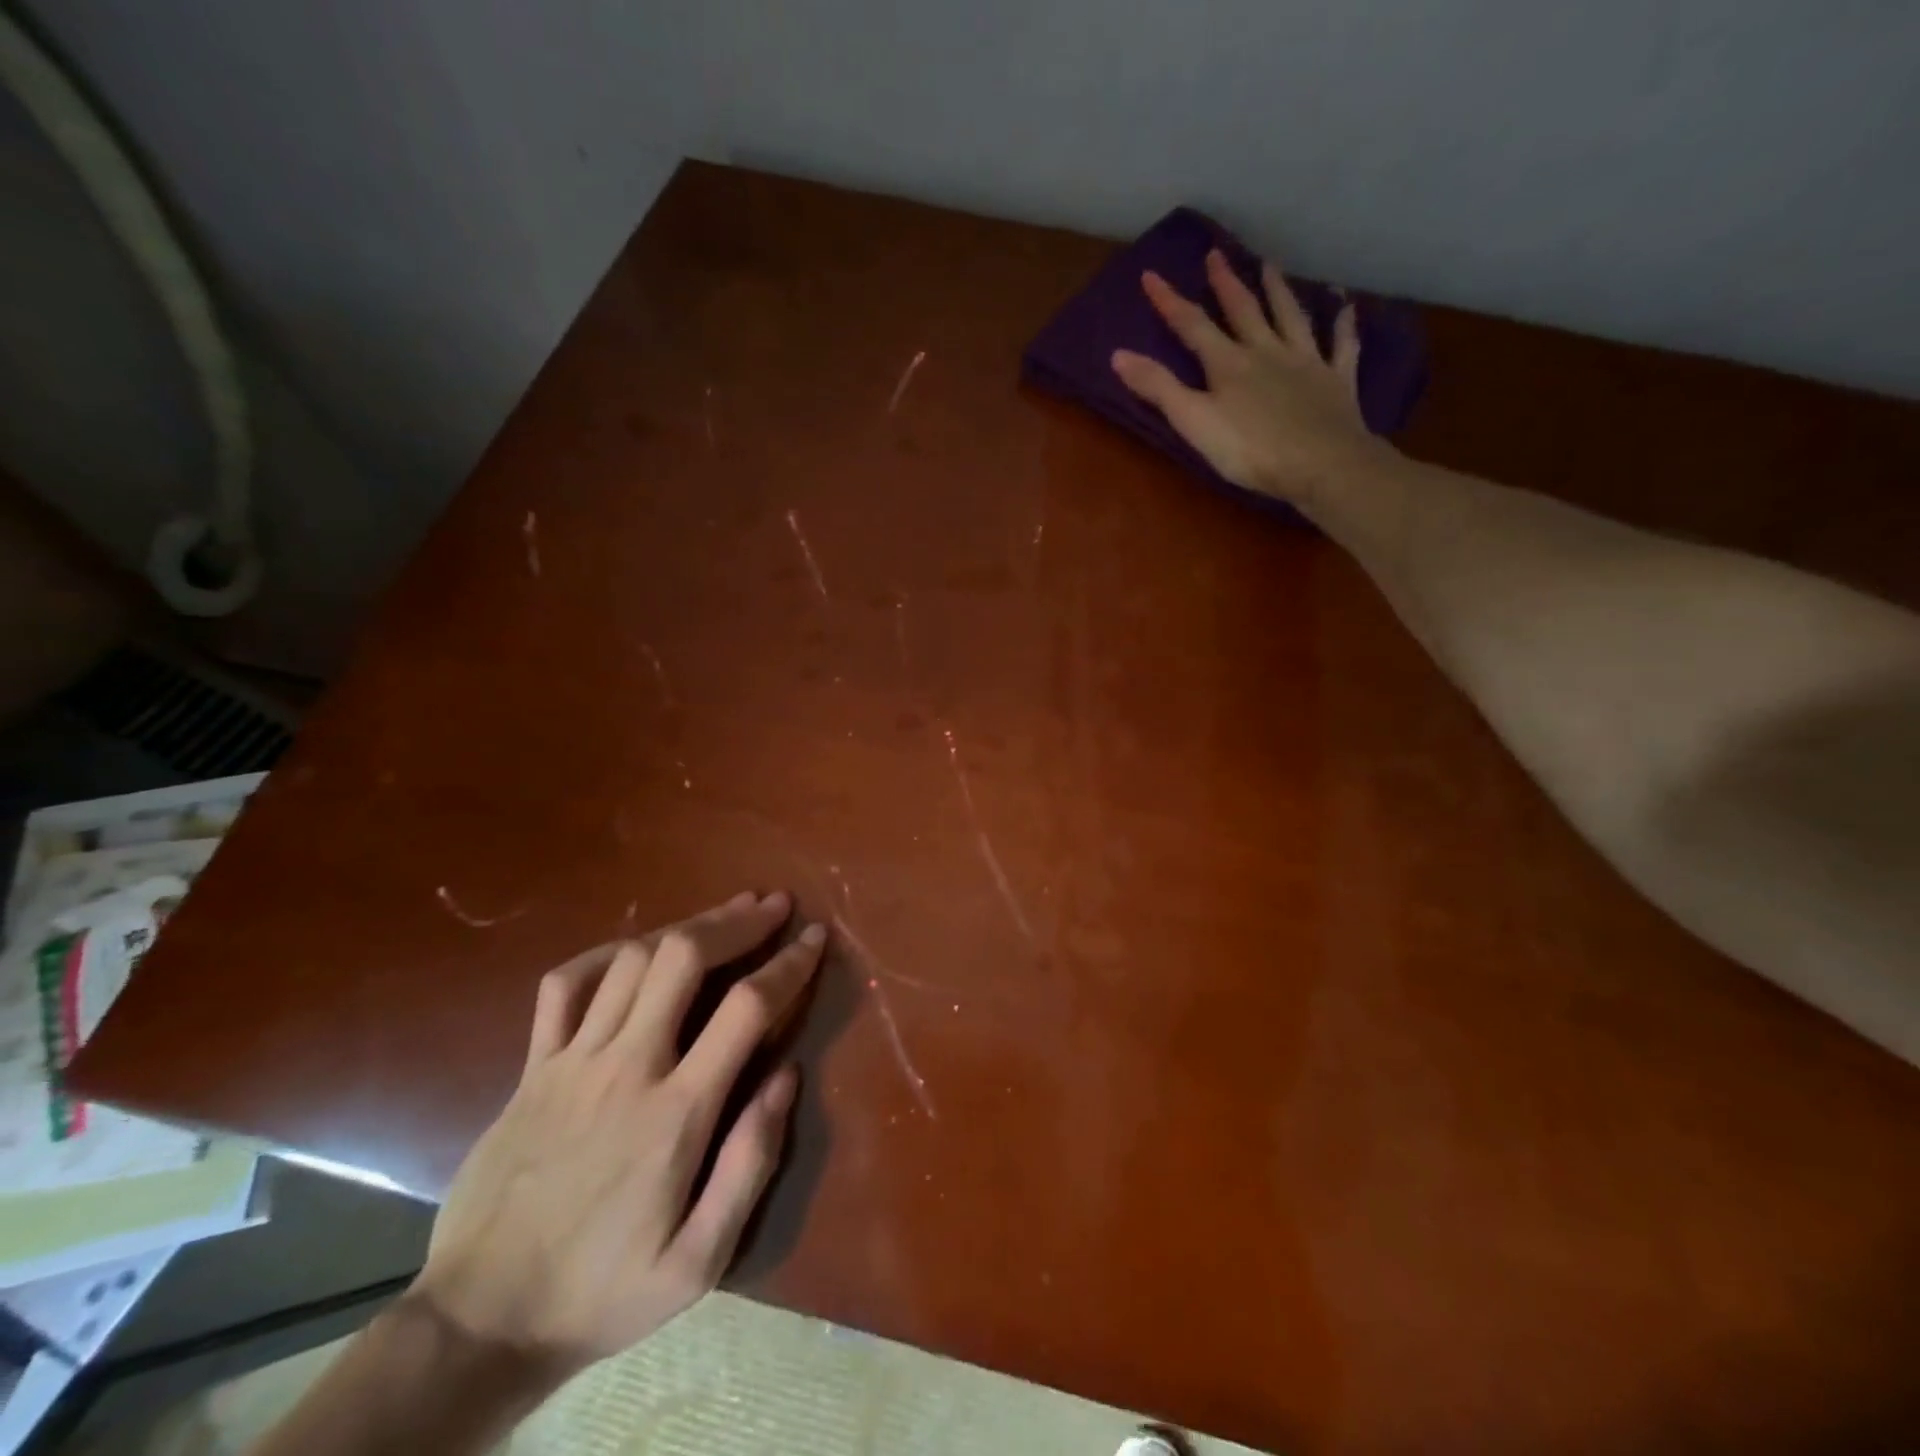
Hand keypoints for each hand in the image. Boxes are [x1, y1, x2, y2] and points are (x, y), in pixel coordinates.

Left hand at [410, 889, 823, 1377]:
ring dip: (686, 927)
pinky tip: (634, 951)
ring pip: (632, 958)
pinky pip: (564, 985)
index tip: (814, 937)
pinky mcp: (532, 1067)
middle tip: (773, 905)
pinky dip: (604, 955)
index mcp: (676, 1112)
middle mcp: (626, 1067)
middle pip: (684, 957)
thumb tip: (787, 1077)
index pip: (746, 1008)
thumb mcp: (699, 1261)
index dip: (788, 963)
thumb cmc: (603, 1291)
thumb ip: (750, 1164)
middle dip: (737, 921)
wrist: (478, 1324)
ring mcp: (571, 1060)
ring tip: (724, 916)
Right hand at [1111, 250, 1389, 512]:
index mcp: (1228, 363)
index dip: (1169, 302)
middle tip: (1217, 254)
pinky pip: (1341, 345)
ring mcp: (1306, 362)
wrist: (1320, 464)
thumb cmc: (1250, 450)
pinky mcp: (1336, 380)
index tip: (1151, 275)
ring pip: (1290, 317)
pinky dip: (1343, 325)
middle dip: (1226, 284)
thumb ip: (1159, 388)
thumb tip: (1118, 355)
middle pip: (1244, 311)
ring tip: (1271, 266)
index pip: (1192, 326)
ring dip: (1279, 291)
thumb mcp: (1193, 422)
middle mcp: (1267, 351)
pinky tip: (1345, 307)